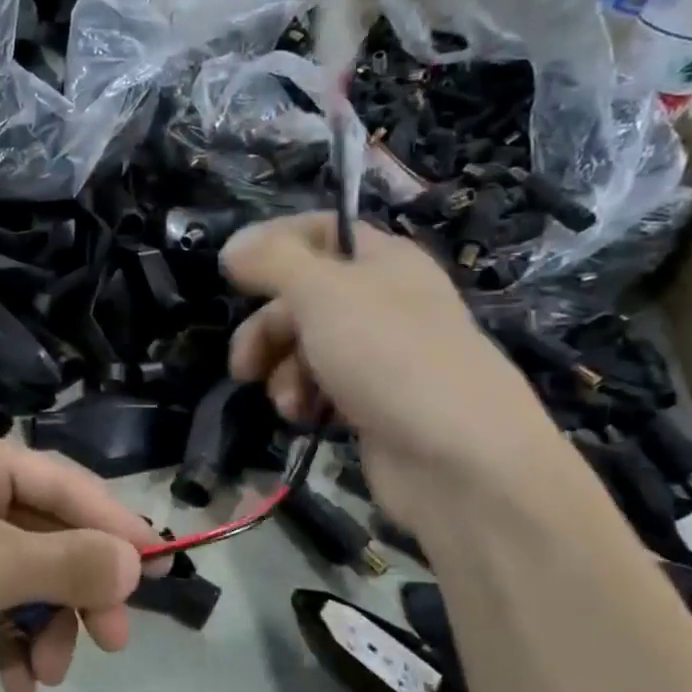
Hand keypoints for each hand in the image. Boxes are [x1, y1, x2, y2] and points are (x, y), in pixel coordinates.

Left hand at [0, 422, 152, 691]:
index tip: (162, 567)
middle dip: (80, 587)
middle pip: (44, 531)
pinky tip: (20, 681)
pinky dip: (11, 638)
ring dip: (46, 622)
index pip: (63, 483)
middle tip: (117, 639)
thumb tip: (136, 561)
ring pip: (21, 574)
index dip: (115, 525)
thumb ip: (72, 561)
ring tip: (52, 675)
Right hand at [221, 214, 559, 525]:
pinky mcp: (374, 404)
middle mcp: (383, 302)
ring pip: (308, 348)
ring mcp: (380, 356)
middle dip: (267, 329)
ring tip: (287, 403)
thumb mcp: (324, 294)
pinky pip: (323, 389)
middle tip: (244, 364)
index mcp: (383, 261)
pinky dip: (305, 400)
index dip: (274, 244)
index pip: (321, 232)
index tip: (231, 271)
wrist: (460, 459)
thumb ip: (273, 262)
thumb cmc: (391, 357)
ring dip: (283, 372)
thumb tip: (233, 245)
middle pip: (304, 298)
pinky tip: (303, 418)